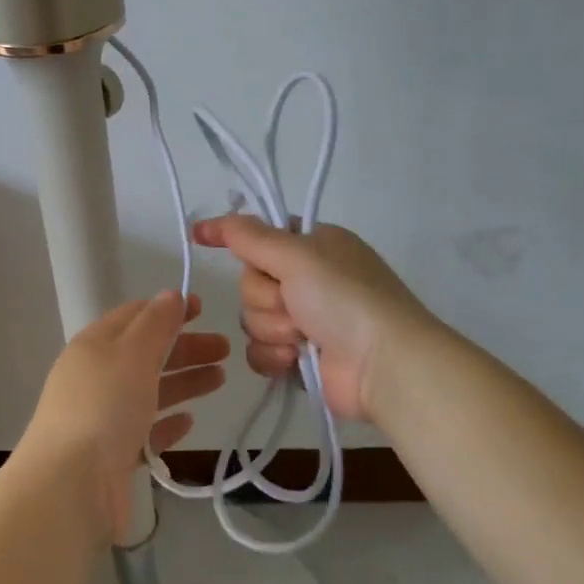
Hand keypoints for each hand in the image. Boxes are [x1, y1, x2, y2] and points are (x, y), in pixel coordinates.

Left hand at [19, 291, 227, 537]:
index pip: (134, 316)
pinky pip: (145, 430)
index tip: (203, 308)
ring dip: (184, 381)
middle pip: (146, 354)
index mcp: (94, 345)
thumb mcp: (132, 353)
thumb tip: (171, 295)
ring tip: (220, 379)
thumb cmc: (104, 407)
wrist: (70, 487)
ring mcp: (103, 418)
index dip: (168, 309)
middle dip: (185, 347)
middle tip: (225, 349)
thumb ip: (156, 323)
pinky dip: (167, 422)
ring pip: (149, 391)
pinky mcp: (113, 455)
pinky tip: (189, 422)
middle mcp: (96, 377)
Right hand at [192, 216, 434, 427]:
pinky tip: (295, 360)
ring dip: (273, 329)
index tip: (200, 235)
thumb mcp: (297, 255)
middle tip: (293, 304)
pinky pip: (259, 350)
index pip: (260, 236)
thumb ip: (251, 236)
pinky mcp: (298, 357)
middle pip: (251, 282)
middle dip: (265, 298)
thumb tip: (214, 219)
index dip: (236, 238)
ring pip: (252, 318)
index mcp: (314, 246)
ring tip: (303, 338)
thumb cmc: (344, 298)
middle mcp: (308, 279)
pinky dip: (274, 356)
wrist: (384, 364)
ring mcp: (305, 320)